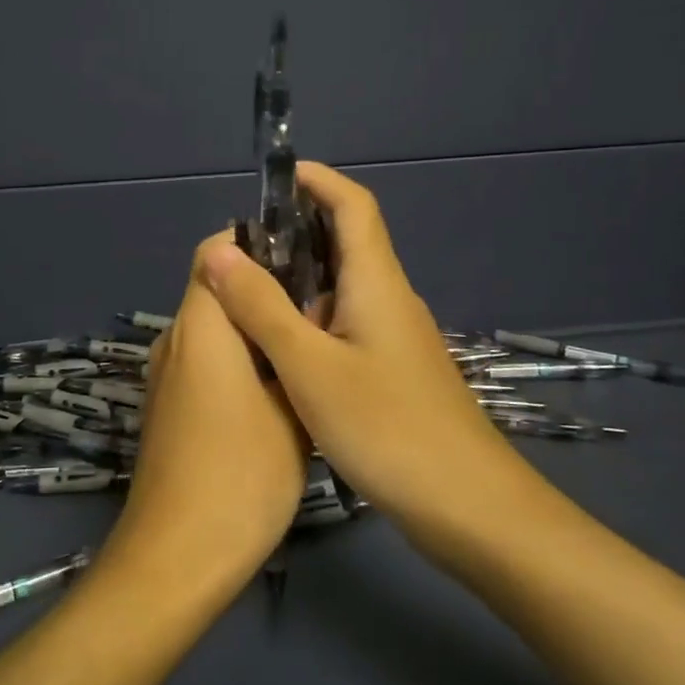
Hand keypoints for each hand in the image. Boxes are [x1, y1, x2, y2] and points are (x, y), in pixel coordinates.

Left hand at [100, 232, 310, 594]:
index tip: (303, 255)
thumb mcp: (291, 412)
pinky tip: (279, 386)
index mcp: (202, 326)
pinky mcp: (168, 405)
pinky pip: (204, 360)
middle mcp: (175, 339)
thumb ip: (294, 353)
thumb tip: (303, 319)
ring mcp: (167, 375)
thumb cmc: (241, 476)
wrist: (177, 555)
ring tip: (308, 343)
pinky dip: (237, 358)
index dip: (256, 243)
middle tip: (321, 303)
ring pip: (213, 328)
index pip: (215, 252)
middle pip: (215, 288)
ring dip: (253, 327)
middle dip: (264, 288)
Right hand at [194, 162, 538, 540]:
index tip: (272, 177)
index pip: (353, 205)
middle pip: (345, 242)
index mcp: (377, 283)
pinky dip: (309, 318)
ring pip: (342, 288)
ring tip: (244, 291)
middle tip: (237, 246)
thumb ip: (261, 307)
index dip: (316, 180)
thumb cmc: (387, 428)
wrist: (468, 508)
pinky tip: (279, 346)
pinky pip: (345, 324)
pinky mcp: (392, 371)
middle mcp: (389, 299)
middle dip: (294, 230)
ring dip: (298, 278)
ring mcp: (394, 337)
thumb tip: (217, 250)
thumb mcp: (309, 367)